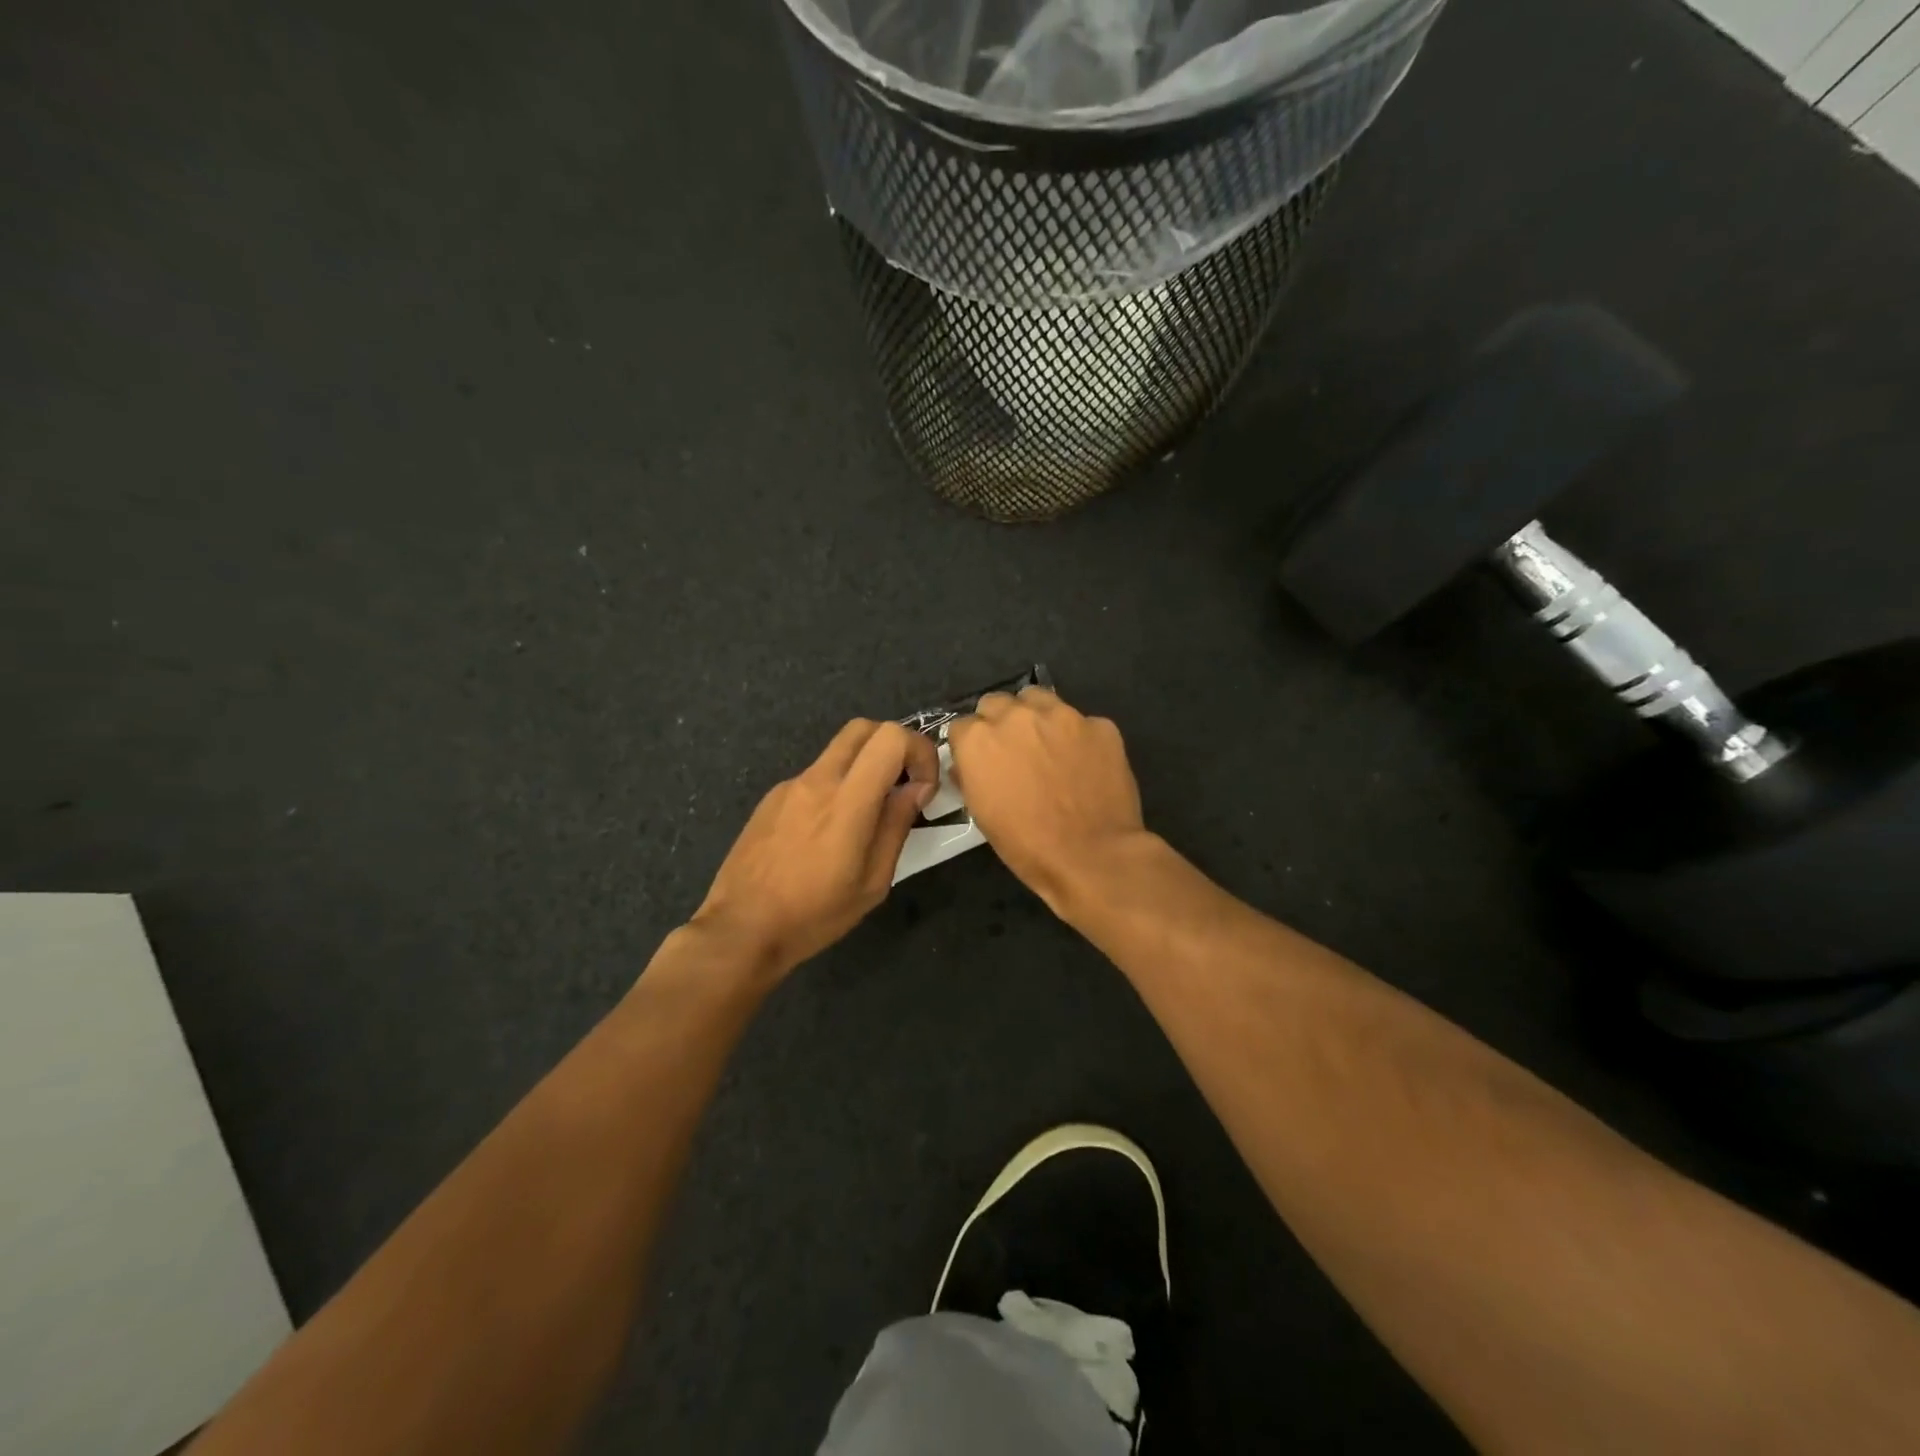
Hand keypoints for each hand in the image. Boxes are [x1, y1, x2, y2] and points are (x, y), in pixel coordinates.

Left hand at [692, 719, 939, 978]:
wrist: (740, 929)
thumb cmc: (814, 914)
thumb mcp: (872, 882)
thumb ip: (896, 826)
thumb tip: (916, 788)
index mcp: (846, 802)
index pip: (891, 738)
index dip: (919, 751)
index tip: (923, 788)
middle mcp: (817, 780)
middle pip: (863, 727)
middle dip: (893, 746)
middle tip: (903, 785)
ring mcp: (790, 785)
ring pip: (838, 751)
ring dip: (864, 767)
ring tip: (866, 816)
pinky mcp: (771, 798)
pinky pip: (815, 776)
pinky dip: (835, 787)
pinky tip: (827, 833)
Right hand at [947, 687, 1147, 914]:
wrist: (1092, 857)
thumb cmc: (1027, 845)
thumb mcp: (982, 814)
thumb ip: (971, 777)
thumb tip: (968, 767)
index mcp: (979, 739)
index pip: (961, 726)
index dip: (970, 745)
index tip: (980, 763)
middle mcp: (1016, 716)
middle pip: (996, 703)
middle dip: (998, 722)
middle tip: (1012, 752)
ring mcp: (1062, 715)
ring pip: (1038, 698)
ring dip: (1035, 716)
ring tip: (1047, 746)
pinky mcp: (1100, 725)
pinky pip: (1081, 722)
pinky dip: (1078, 737)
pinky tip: (1085, 764)